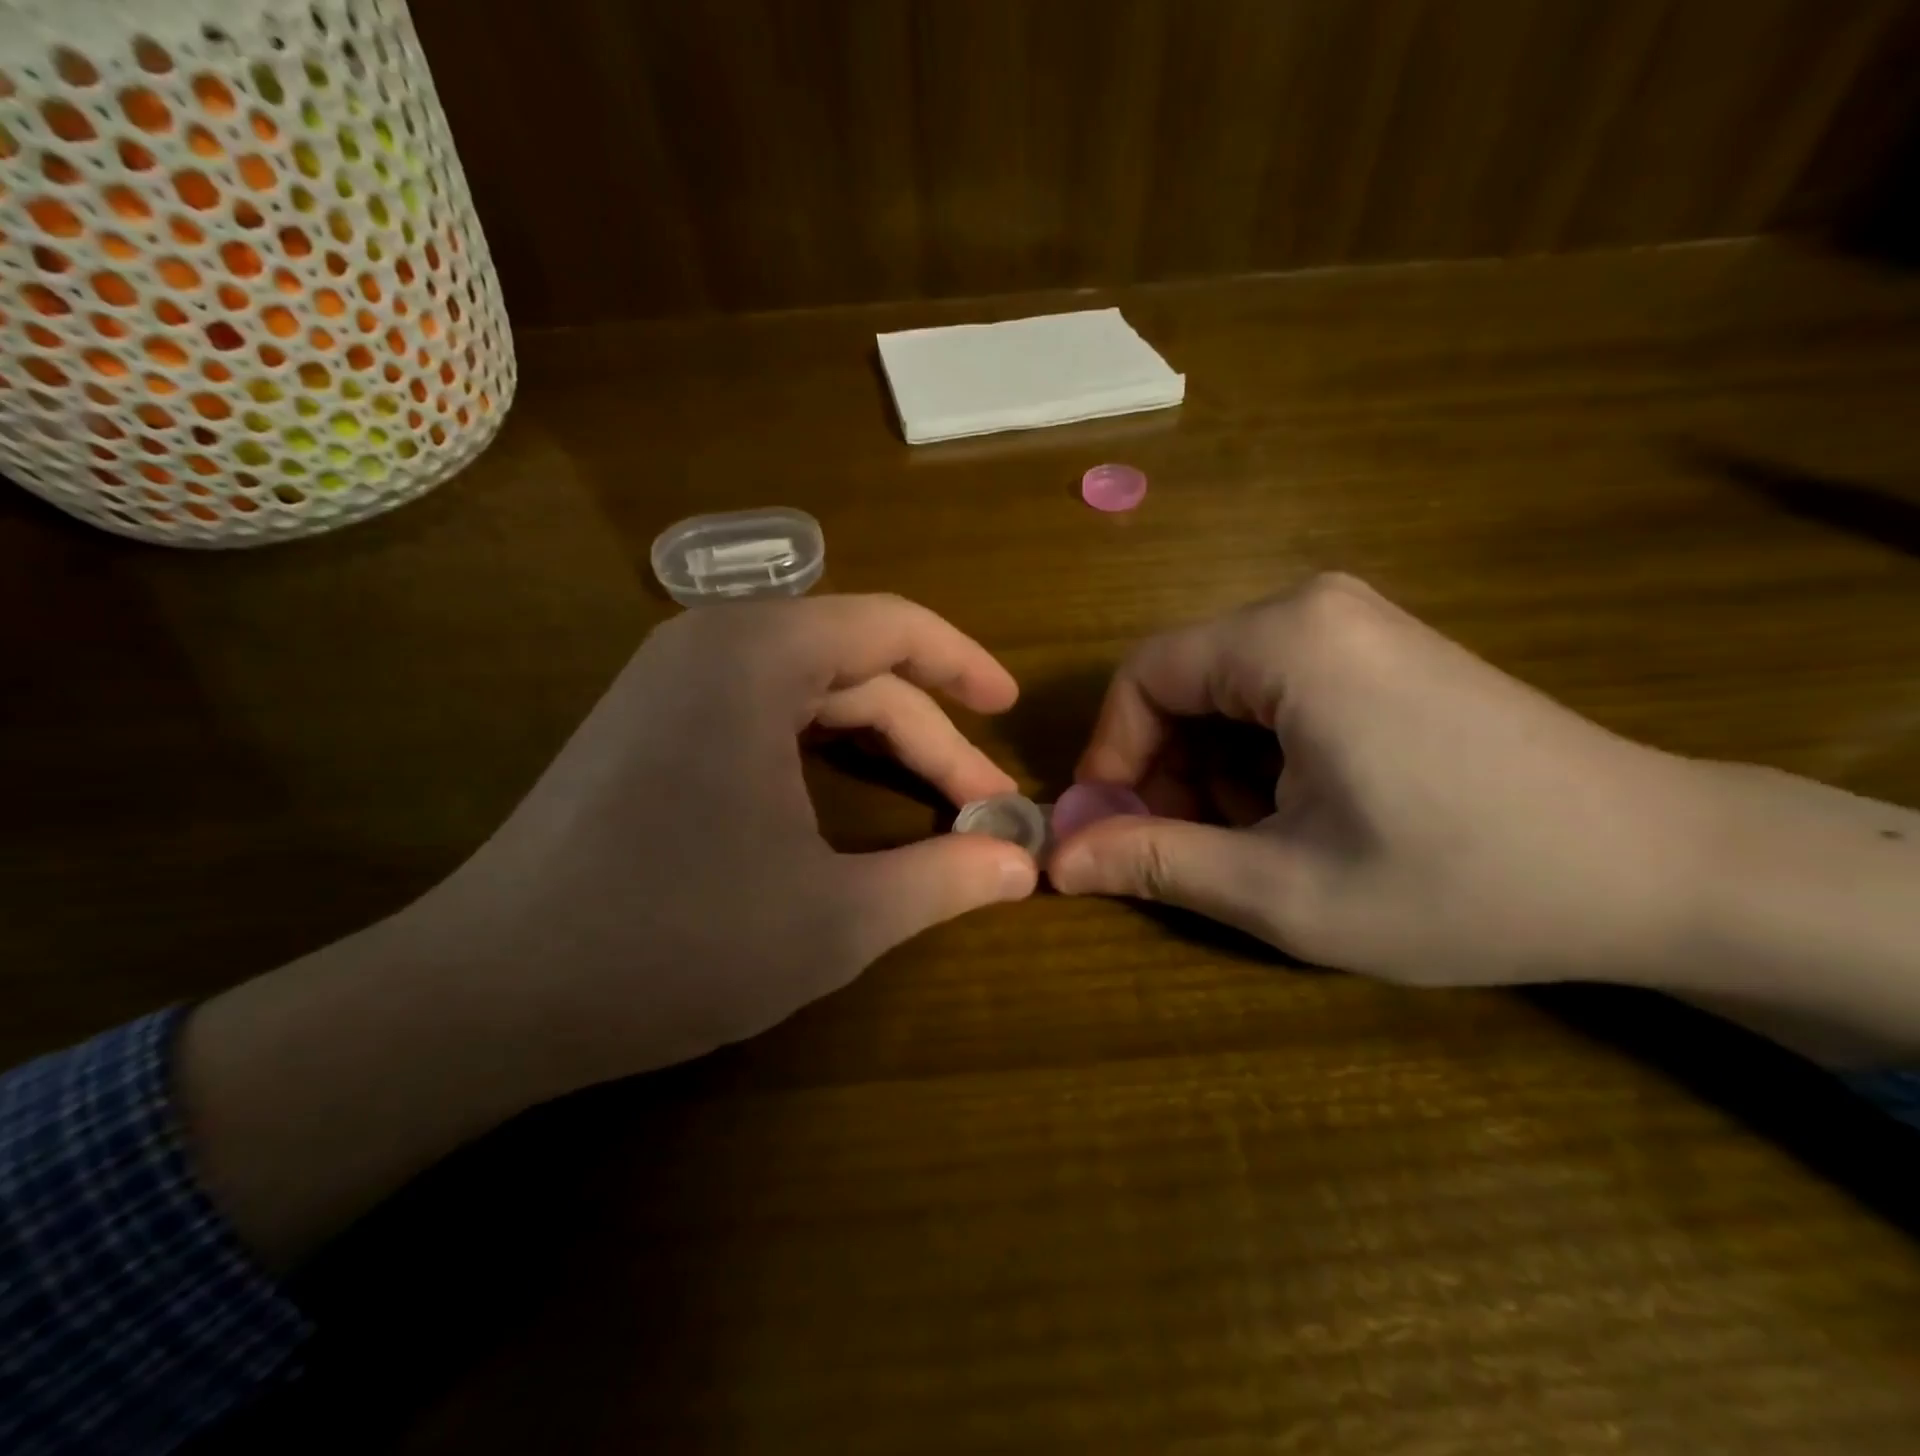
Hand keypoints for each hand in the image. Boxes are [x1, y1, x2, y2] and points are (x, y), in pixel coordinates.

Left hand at [415, 593, 1037, 1085]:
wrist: (488, 995)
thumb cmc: (672, 944)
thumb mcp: (835, 919)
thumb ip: (943, 881)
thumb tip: (1025, 867)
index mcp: (756, 657)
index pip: (891, 627)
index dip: (964, 665)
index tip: (1011, 710)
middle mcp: (710, 646)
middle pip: (855, 667)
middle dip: (929, 733)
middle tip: (983, 806)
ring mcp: (670, 683)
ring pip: (810, 692)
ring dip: (880, 742)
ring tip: (935, 798)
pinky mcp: (649, 726)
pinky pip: (764, 712)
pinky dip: (824, 749)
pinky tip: (850, 796)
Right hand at [1048, 574, 1712, 986]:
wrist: (1662, 869)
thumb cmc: (1462, 881)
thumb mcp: (1285, 890)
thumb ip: (1156, 864)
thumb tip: (1055, 862)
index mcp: (1285, 640)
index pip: (1142, 677)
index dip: (1112, 757)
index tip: (1113, 831)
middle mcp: (1315, 607)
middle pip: (1185, 682)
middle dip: (1167, 769)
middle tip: (1191, 850)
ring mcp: (1357, 624)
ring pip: (1228, 691)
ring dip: (1215, 769)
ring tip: (1259, 841)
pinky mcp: (1384, 651)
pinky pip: (1279, 691)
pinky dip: (1262, 754)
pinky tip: (1305, 812)